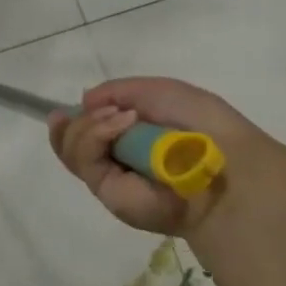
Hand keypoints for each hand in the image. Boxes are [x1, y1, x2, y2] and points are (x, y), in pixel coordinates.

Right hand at [48, 77, 275, 236]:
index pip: (87, 133)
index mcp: (131, 139)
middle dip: (75, 123)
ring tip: (120, 118)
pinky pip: (85, 159)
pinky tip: (120, 124)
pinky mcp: (109, 194)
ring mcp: (111, 179)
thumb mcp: (158, 92)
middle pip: (70, 142)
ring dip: (88, 124)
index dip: (72, 122)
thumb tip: (83, 102)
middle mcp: (117, 160)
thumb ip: (117, 92)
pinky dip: (95, 134)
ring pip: (72, 149)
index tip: (62, 111)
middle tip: (101, 110)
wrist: (222, 162)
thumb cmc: (199, 123)